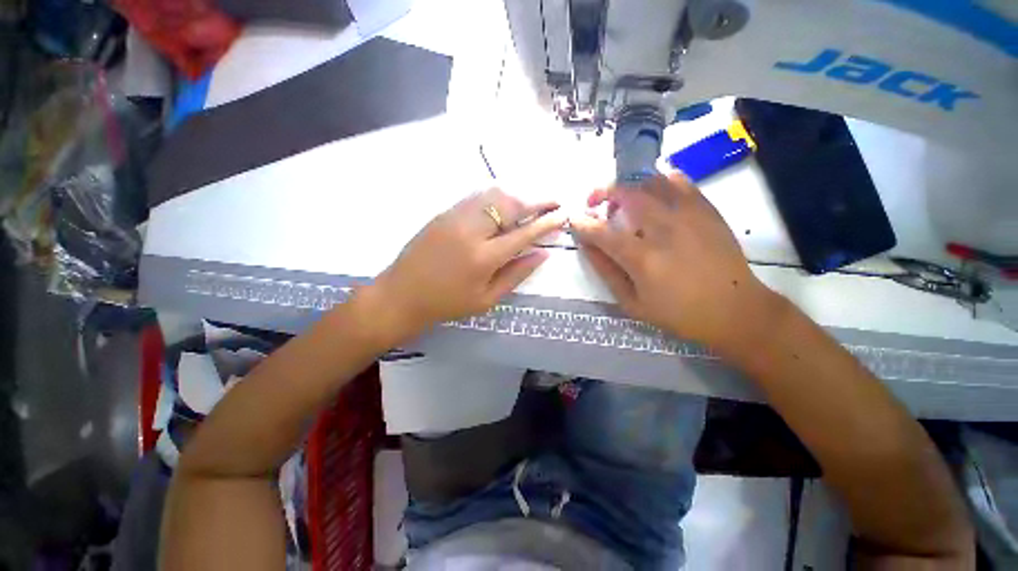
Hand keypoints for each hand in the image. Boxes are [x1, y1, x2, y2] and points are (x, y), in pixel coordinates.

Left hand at [369, 188, 565, 339]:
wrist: (401, 295)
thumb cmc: (447, 304)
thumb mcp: (486, 299)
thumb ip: (516, 275)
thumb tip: (542, 255)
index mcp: (484, 257)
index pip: (524, 233)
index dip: (547, 223)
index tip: (563, 215)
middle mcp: (471, 230)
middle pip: (510, 205)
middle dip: (537, 201)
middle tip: (553, 202)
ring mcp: (455, 217)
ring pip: (494, 194)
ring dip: (518, 196)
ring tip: (533, 202)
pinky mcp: (444, 213)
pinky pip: (477, 197)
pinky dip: (497, 197)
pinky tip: (505, 204)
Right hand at [571, 173, 775, 349]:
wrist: (735, 310)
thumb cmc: (679, 313)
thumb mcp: (633, 303)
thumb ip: (607, 272)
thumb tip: (587, 247)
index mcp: (643, 259)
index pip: (603, 232)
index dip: (583, 223)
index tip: (574, 220)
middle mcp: (664, 229)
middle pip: (626, 194)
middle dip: (602, 191)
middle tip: (594, 202)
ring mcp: (689, 215)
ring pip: (651, 180)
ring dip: (628, 184)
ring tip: (622, 197)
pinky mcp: (706, 210)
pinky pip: (679, 181)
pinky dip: (659, 180)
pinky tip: (653, 193)